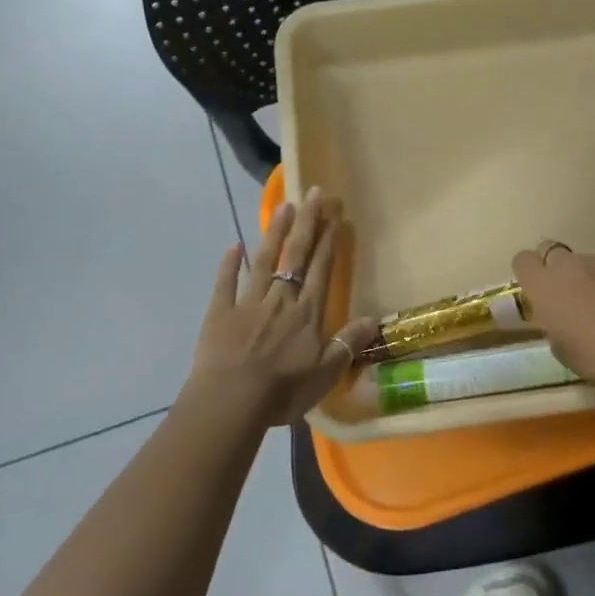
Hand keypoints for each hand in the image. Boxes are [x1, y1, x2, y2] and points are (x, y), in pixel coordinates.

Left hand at [189, 189, 378, 428]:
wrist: (230, 402)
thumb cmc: (281, 392)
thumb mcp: (325, 375)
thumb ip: (347, 344)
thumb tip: (374, 319)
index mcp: (306, 314)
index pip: (321, 270)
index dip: (329, 242)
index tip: (335, 216)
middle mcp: (280, 300)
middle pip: (296, 256)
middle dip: (307, 223)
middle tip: (314, 193)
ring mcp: (248, 303)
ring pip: (264, 261)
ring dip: (275, 232)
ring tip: (284, 206)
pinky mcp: (220, 313)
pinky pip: (225, 283)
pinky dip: (229, 264)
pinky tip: (233, 245)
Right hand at [511, 243, 594, 433]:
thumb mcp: (560, 348)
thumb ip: (552, 322)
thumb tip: (559, 316)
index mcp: (543, 286)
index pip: (523, 260)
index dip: (529, 274)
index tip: (536, 292)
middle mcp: (568, 265)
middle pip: (552, 251)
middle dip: (555, 269)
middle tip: (566, 296)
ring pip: (584, 261)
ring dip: (585, 277)